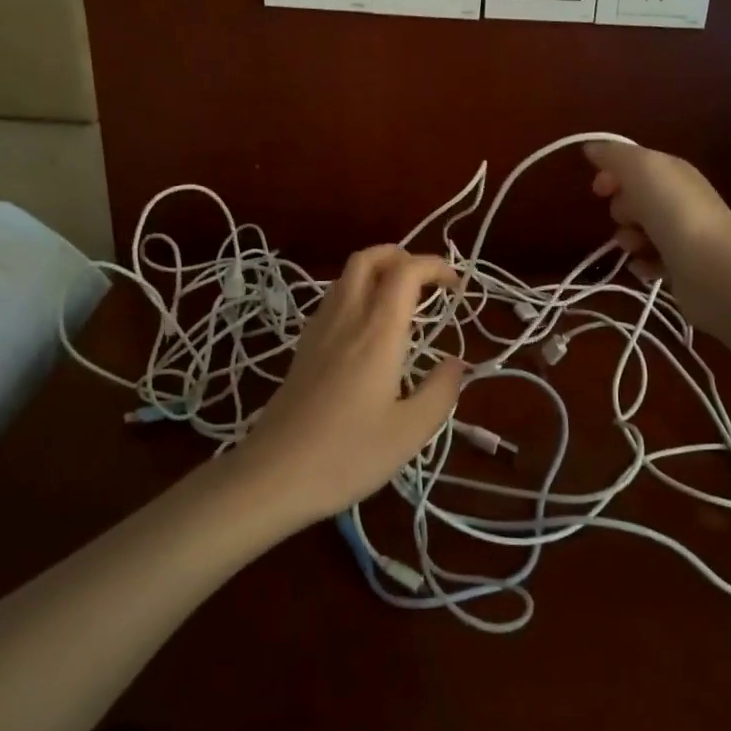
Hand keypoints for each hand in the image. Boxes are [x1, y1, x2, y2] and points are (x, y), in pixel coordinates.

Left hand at [239, 245, 461, 527]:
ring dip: (377, 271)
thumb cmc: (348, 455)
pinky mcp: (302, 348)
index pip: (406, 272)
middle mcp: (347, 318)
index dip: (434, 266)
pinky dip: (356, 292)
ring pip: (346, 276)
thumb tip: (457, 362)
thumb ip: (440, 391)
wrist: (273, 475)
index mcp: (378, 332)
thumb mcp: (410, 432)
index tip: (456, 285)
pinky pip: (332, 299)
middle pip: (368, 258)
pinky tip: (366, 327)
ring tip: (401, 299)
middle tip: (426, 281)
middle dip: (401, 255)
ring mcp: (319, 330)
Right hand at [583, 141, 730, 335]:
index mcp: (672, 172)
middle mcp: (679, 199)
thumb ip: (614, 155)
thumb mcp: (641, 169)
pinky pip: (648, 261)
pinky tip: (645, 267)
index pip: (635, 165)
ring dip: (628, 239)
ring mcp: (681, 234)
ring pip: (637, 232)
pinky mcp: (681, 266)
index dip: (612, 174)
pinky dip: (642, 264)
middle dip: (621, 209)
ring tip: (637, 247)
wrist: (713, 268)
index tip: (598, 190)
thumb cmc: (674, 212)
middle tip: (628, 218)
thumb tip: (592, 147)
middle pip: (634, 200)